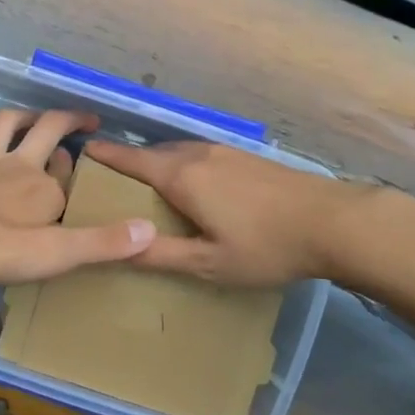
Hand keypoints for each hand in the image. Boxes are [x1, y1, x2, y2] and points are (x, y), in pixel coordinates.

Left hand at [0, 109, 155, 283]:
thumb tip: (151, 231)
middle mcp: (22, 168)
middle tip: (87, 121)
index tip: (94, 176)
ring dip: (29, 116)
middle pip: (49, 131)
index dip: (83, 175)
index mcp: (47, 191)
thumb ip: (99, 243)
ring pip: (12, 126)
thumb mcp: (52, 253)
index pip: (71, 179)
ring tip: (38, 117)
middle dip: (70, 122)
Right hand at [81, 138, 373, 290]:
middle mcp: (198, 154)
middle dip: (129, 164)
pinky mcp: (246, 157)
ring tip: (147, 187)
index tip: (82, 152)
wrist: (332, 221)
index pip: (131, 159)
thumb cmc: (265, 246)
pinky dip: (182, 166)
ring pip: (178, 153)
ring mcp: (225, 152)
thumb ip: (161, 256)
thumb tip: (116, 249)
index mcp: (181, 176)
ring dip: (158, 164)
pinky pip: (199, 155)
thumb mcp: (208, 263)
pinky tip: (192, 187)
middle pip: (152, 154)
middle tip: (110, 184)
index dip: (105, 155)